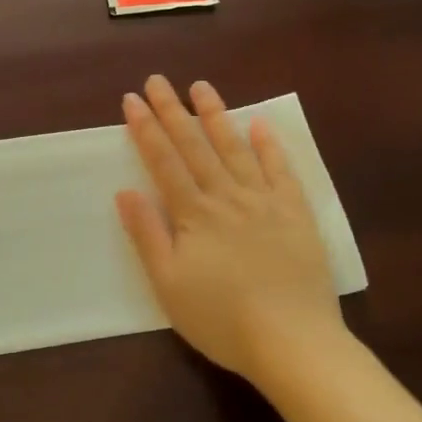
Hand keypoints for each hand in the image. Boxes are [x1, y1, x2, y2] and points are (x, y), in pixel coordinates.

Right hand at [116, 76, 348, 381]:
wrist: (292, 341)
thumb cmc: (221, 318)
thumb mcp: (168, 284)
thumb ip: (148, 234)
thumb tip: (125, 191)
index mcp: (194, 214)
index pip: (164, 162)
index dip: (146, 129)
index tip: (132, 100)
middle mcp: (227, 197)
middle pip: (195, 147)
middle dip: (173, 111)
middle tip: (158, 80)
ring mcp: (265, 202)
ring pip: (236, 149)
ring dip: (217, 116)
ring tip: (201, 87)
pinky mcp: (296, 214)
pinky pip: (282, 171)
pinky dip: (270, 146)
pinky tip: (261, 124)